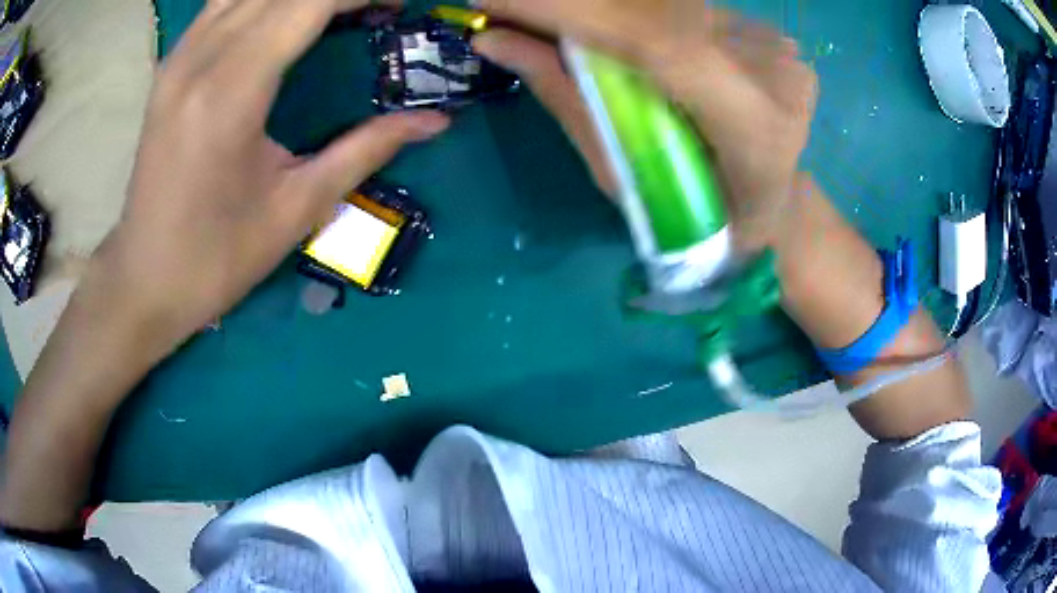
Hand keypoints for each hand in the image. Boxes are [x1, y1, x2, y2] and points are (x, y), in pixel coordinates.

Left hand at [100, 0, 447, 351]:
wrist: (144, 280)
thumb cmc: (216, 259)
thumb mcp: (297, 209)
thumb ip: (366, 149)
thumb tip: (434, 121)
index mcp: (231, 93)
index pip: (310, 1)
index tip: (401, 5)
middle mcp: (199, 59)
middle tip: (379, 9)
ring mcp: (178, 58)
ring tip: (338, 11)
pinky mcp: (170, 67)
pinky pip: (223, 4)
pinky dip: (263, 2)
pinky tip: (285, 18)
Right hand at [473, 0, 816, 250]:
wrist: (775, 205)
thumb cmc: (700, 219)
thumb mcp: (627, 178)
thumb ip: (570, 100)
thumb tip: (495, 41)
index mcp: (754, 132)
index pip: (663, 45)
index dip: (575, 12)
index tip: (492, 0)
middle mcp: (773, 74)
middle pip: (659, 10)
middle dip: (573, 4)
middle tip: (502, 5)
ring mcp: (772, 46)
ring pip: (665, 3)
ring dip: (596, 6)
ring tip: (541, 15)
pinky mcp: (759, 29)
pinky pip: (677, 6)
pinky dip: (625, 10)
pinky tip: (594, 21)